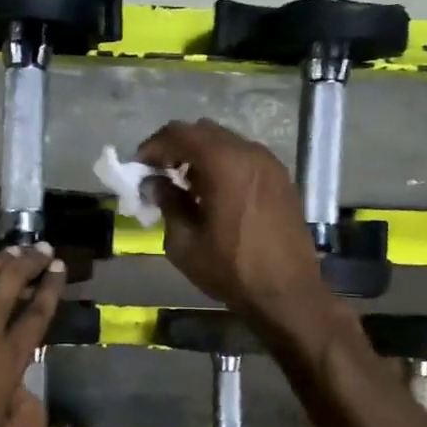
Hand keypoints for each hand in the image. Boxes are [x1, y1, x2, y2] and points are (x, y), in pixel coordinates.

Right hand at [138, 118, 334, 343]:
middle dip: (176, 148)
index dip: (153, 146)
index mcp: (224, 163)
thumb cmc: (231, 270)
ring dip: (200, 156)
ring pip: (225, 143)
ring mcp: (270, 164)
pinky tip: (213, 195)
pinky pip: (244, 158)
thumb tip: (154, 183)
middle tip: (158, 175)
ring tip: (184, 186)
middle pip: (203, 132)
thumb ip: (167, 203)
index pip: (179, 134)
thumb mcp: (185, 243)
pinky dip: (222, 165)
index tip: (138, 168)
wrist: (288, 294)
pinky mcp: (281, 179)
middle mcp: (250, 153)